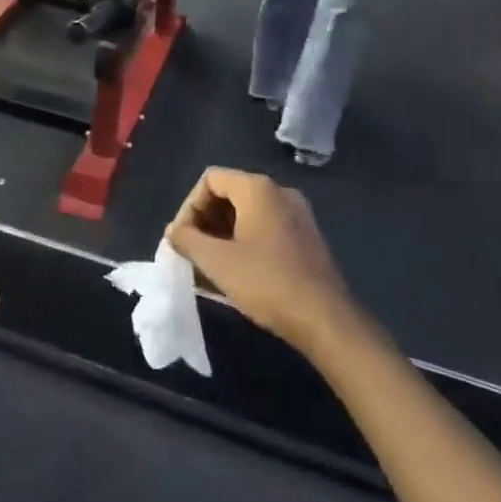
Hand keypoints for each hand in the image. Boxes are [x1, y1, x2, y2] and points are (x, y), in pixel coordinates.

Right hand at [165, 168, 351, 347]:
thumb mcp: (216, 261)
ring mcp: (298, 215)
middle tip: (194, 250)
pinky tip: (238, 270)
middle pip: (229, 192)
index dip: (189, 206)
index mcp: (258, 188)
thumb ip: (187, 239)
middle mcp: (280, 192)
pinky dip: (245, 240)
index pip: (210, 179)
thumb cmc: (266, 282)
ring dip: (223, 232)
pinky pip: (266, 227)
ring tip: (211, 263)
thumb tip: (173, 231)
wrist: (327, 322)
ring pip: (248, 212)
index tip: (183, 237)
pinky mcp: (307, 238)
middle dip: (205, 219)